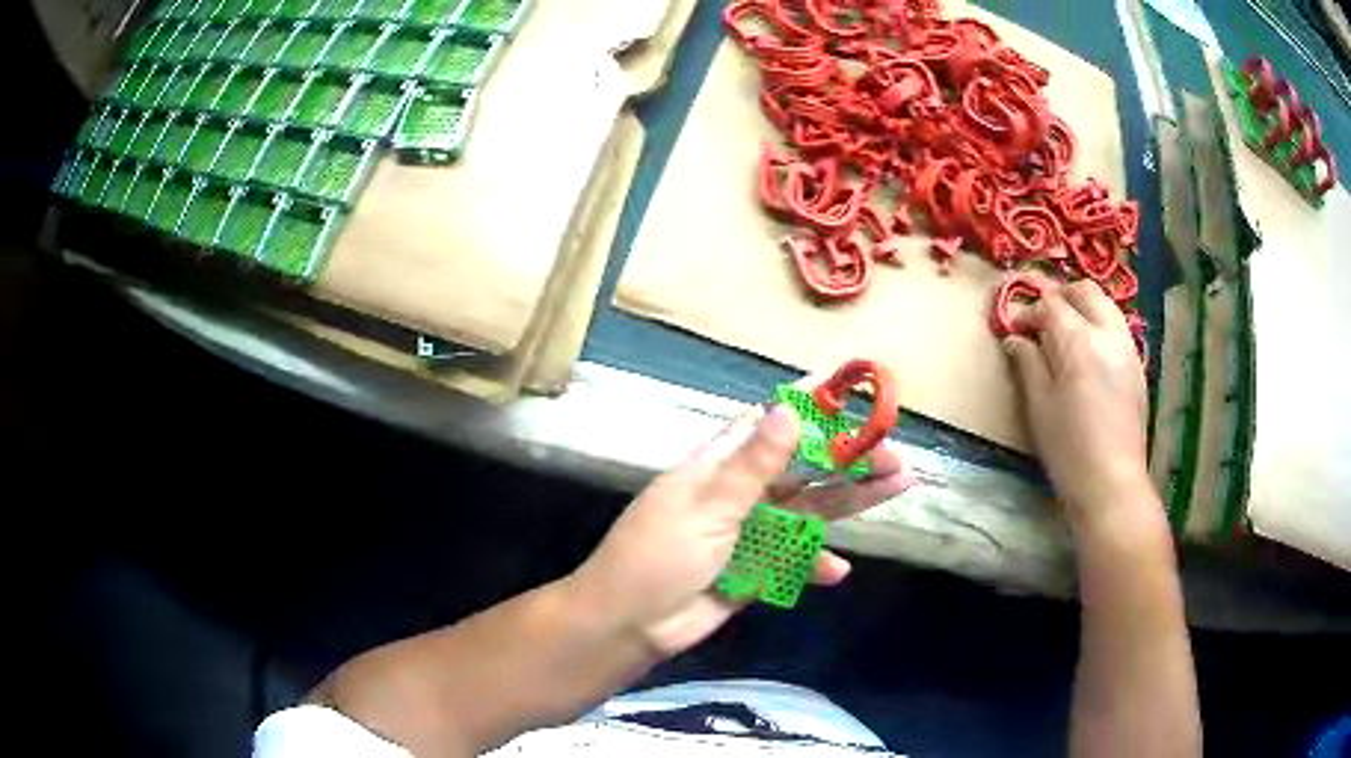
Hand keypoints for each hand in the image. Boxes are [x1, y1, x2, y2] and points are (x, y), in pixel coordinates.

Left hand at [567, 403, 912, 658]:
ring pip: (809, 510)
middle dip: (849, 459)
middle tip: (896, 455)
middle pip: (803, 468)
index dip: (810, 406)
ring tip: (898, 486)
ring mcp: (750, 532)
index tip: (854, 391)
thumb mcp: (706, 508)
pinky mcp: (755, 569)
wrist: (629, 625)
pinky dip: (815, 564)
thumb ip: (752, 467)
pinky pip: (794, 560)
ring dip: (850, 501)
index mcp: (719, 466)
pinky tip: (838, 571)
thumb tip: (788, 409)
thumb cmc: (657, 557)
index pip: (770, 423)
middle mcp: (740, 493)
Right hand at [1003, 280, 1156, 530]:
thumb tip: (1016, 339)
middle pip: (1084, 292)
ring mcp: (1128, 348)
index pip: (1051, 305)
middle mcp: (1108, 334)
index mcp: (1079, 341)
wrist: (1112, 482)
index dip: (1028, 311)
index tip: (1013, 327)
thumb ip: (1027, 364)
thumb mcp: (1039, 406)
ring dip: (1083, 307)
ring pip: (1106, 306)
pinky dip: (1099, 326)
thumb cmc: (1069, 448)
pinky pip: (1117, 329)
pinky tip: (1089, 354)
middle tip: (1040, 317)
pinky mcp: (1138, 367)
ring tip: (1065, 331)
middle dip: (1060, 296)